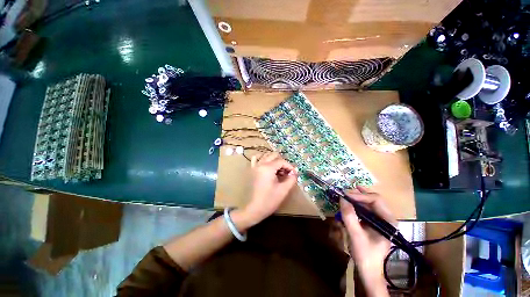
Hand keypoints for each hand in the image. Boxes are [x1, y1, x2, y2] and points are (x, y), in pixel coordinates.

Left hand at [243, 153, 296, 224]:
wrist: (254, 208)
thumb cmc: (269, 200)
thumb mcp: (283, 190)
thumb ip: (291, 179)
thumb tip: (294, 172)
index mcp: (268, 168)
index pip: (281, 161)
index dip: (289, 166)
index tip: (294, 174)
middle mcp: (261, 164)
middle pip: (274, 155)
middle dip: (282, 162)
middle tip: (286, 172)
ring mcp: (255, 166)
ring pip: (265, 155)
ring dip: (273, 160)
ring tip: (278, 169)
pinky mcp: (252, 170)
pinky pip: (255, 159)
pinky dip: (261, 158)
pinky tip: (266, 164)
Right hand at [340, 187, 394, 296]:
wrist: (368, 271)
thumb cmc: (365, 255)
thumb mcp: (356, 235)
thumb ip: (349, 216)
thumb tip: (342, 198)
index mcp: (388, 221)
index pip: (376, 200)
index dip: (360, 195)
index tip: (345, 195)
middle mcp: (386, 218)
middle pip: (372, 199)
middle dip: (358, 195)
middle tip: (344, 193)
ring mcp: (380, 221)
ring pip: (368, 203)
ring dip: (356, 199)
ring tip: (344, 197)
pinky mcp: (373, 223)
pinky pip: (365, 210)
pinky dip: (355, 205)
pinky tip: (348, 205)